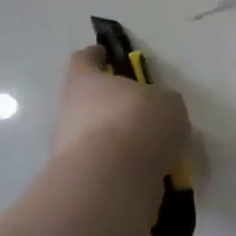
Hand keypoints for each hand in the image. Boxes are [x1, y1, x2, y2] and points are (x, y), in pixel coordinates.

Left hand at [50, 45, 189, 175]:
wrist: (111, 180)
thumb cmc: (138, 122)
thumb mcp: (168, 102)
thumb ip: (161, 101)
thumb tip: (157, 110)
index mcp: (86, 81)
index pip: (84, 59)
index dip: (96, 56)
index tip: (106, 55)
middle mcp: (70, 110)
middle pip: (89, 100)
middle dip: (113, 105)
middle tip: (144, 111)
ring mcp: (68, 147)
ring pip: (97, 135)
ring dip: (120, 139)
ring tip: (154, 149)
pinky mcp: (78, 179)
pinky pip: (106, 165)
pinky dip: (123, 167)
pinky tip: (149, 172)